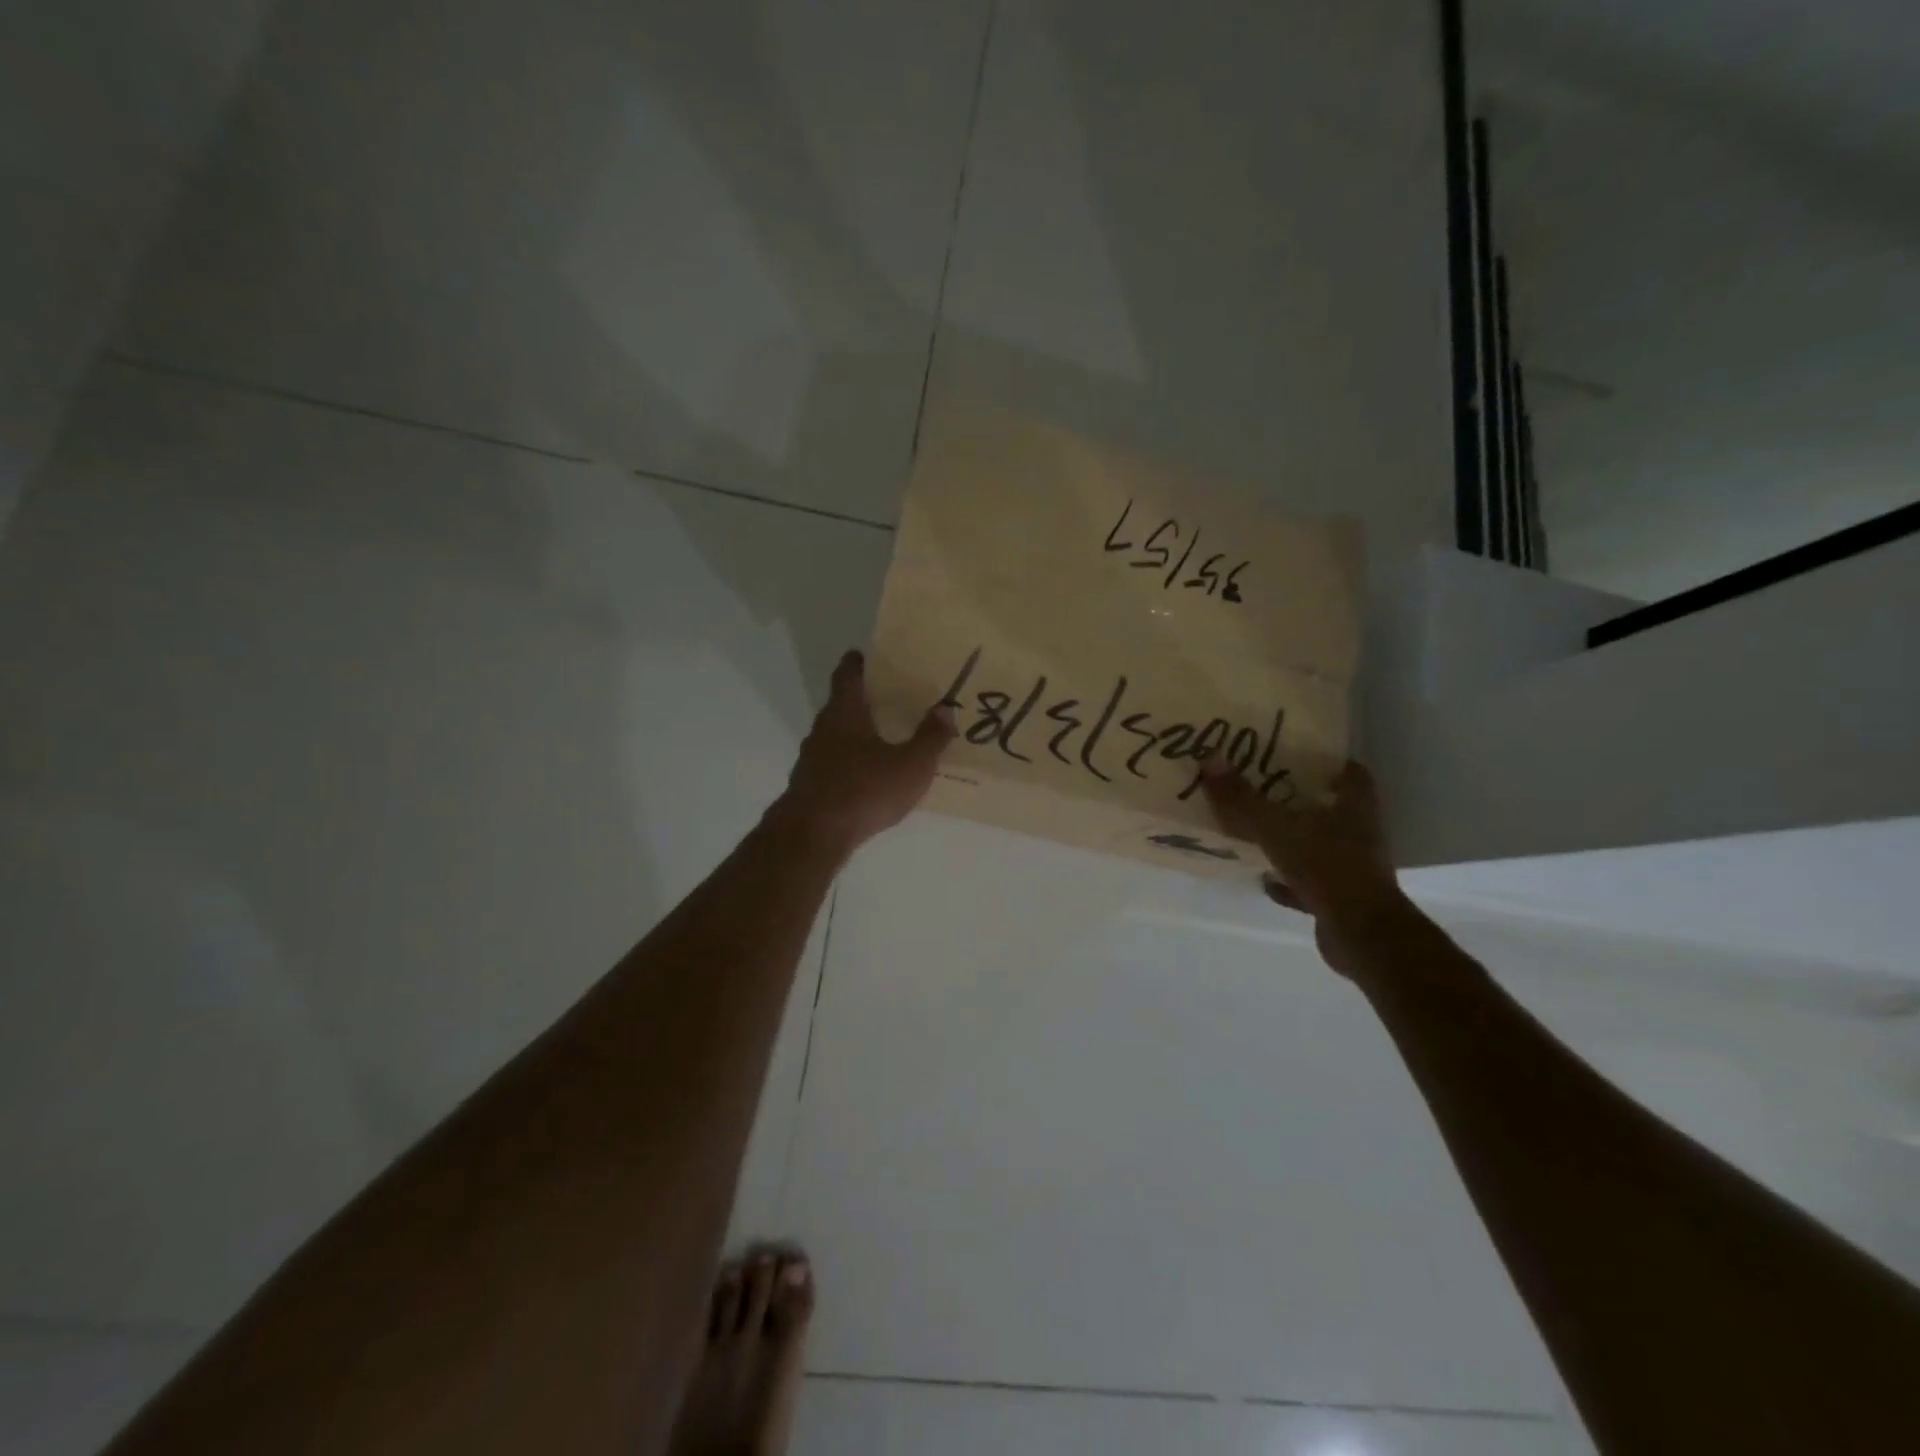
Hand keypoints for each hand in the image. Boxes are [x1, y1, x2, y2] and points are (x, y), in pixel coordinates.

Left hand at [771, 650, 954, 853]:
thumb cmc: (864, 790)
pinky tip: (867, 777)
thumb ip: (930, 738)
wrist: (813, 835)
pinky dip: (849, 762)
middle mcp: (823, 730)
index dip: (856, 663)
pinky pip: (833, 764)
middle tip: (888, 698)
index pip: (847, 676)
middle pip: (841, 706)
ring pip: (835, 736)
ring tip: (882, 738)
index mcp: (845, 714)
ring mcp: (811, 759)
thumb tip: (945, 710)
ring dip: (855, 734)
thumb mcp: (910, 766)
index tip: (865, 655)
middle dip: (862, 700)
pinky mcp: (810, 786)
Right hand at [1200, 759, 1409, 976]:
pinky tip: (1265, 880)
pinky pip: (1311, 883)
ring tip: (1258, 833)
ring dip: (1294, 841)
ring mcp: (1353, 869)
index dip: (1329, 763)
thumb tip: (1210, 758)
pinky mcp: (1342, 899)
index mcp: (1353, 808)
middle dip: (1302, 801)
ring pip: (1321, 846)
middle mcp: (1359, 834)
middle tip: (1265, 789)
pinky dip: (1289, 881)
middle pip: (1332, 809)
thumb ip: (1242, 798)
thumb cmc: (1327, 867)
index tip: (1299, 757)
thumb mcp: (1276, 828)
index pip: (1351, 774)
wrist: (1361, 934)